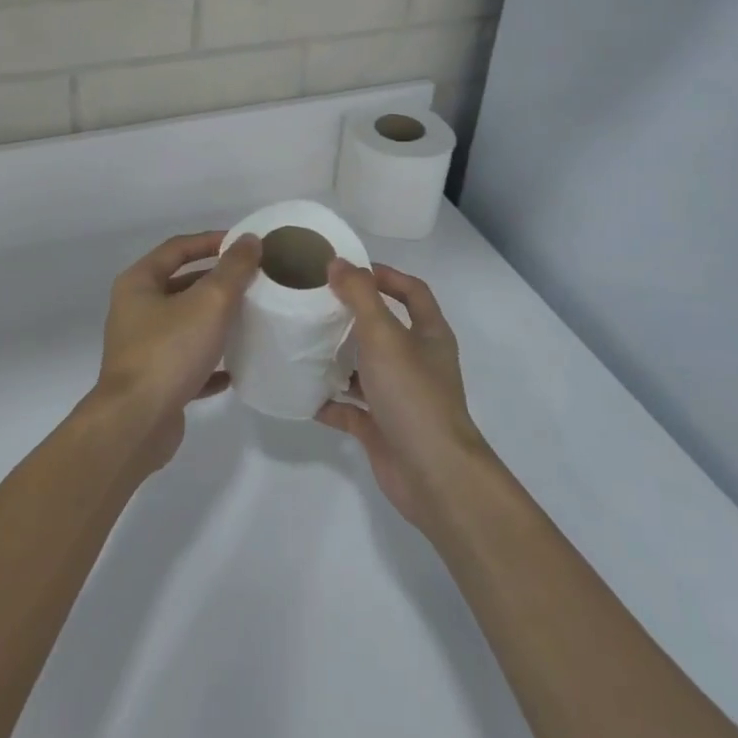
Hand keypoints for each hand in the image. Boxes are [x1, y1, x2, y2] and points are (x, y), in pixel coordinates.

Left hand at [92, 230, 261, 472]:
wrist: (136, 424)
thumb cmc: (169, 351)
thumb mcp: (209, 302)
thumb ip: (233, 269)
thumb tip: (250, 240)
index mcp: (139, 283)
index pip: (178, 248)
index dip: (211, 241)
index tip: (243, 244)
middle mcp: (135, 311)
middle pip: (181, 284)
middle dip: (216, 281)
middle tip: (252, 280)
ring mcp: (142, 348)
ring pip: (185, 324)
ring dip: (214, 321)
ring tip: (249, 318)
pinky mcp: (153, 382)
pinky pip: (186, 363)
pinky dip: (209, 362)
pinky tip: (234, 369)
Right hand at [317, 261, 492, 532]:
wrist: (434, 475)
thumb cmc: (413, 394)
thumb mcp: (384, 335)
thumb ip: (359, 296)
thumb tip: (337, 263)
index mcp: (429, 334)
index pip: (412, 291)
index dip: (385, 276)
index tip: (349, 269)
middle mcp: (417, 362)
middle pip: (385, 328)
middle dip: (353, 316)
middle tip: (316, 304)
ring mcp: (400, 397)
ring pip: (366, 369)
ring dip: (339, 359)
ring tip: (303, 344)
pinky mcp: (382, 428)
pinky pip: (351, 409)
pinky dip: (329, 402)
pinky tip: (303, 395)